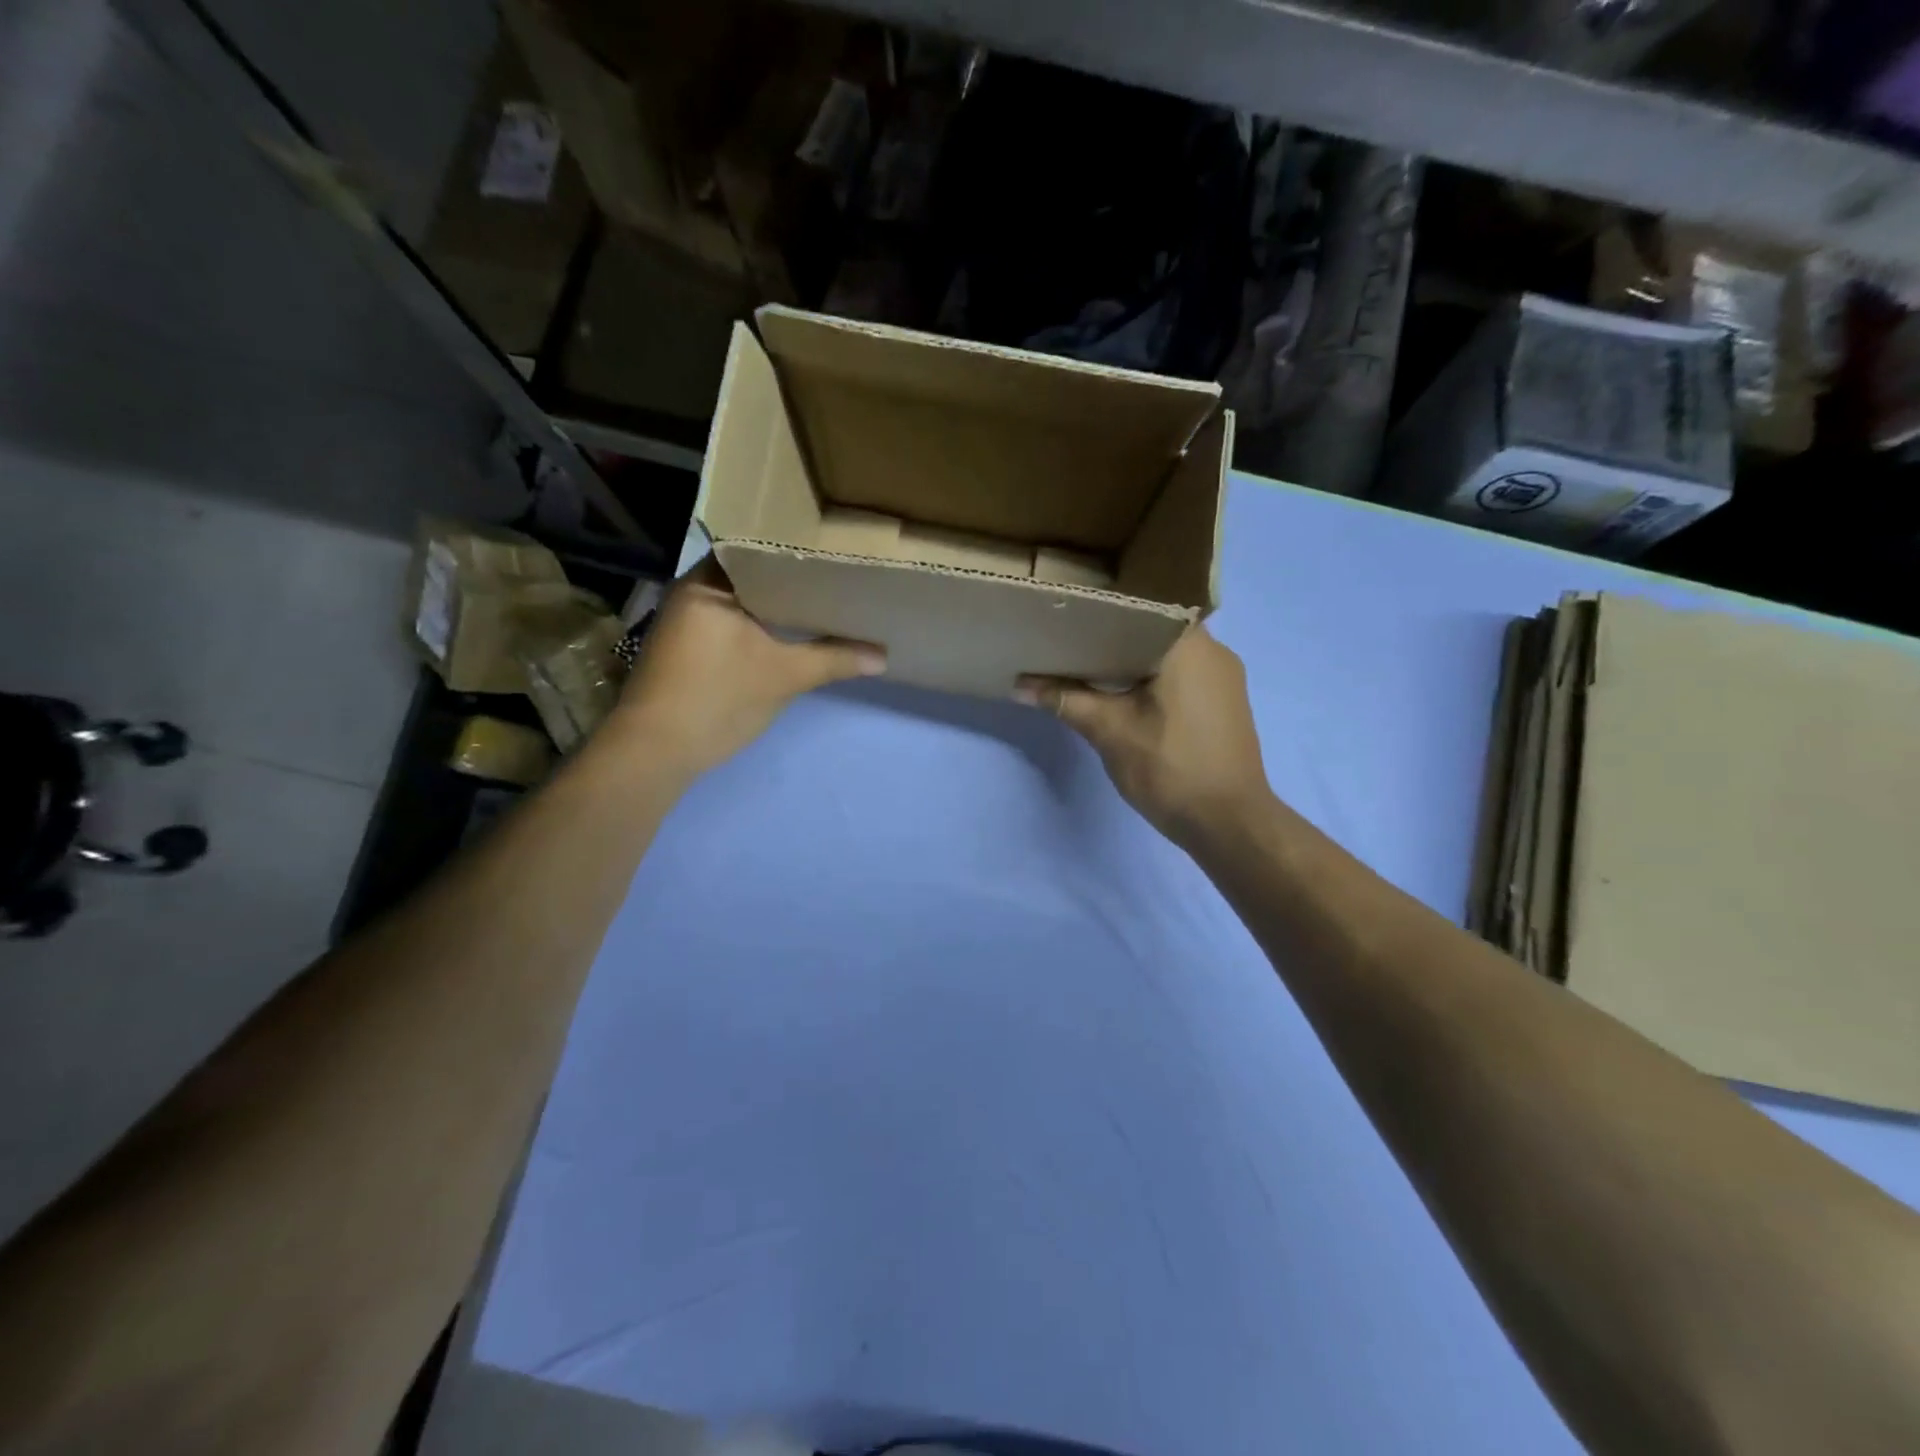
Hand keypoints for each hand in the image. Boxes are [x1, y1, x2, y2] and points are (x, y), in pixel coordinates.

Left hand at [606, 559, 884, 782]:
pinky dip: (758, 625)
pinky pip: (731, 622)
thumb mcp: (784, 677)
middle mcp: (692, 592)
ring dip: (775, 605)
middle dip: (791, 580)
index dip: (796, 551)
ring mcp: (685, 620)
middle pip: (751, 575)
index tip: (832, 552)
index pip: (758, 549)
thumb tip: (883, 655)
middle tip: (837, 576)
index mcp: (709, 583)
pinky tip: (788, 633)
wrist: (655, 751)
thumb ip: (833, 659)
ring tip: (821, 600)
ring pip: (741, 602)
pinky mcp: (686, 647)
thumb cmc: (717, 699)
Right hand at [1018, 627, 1269, 846]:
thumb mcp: (1109, 731)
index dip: (1098, 609)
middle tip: (1066, 640)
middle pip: (1150, 628)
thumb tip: (1019, 684)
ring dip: (1130, 658)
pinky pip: (1181, 673)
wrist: (1229, 823)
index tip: (1066, 614)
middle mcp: (1213, 649)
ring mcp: (1223, 676)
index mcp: (1188, 644)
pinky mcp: (1224, 700)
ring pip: (1165, 652)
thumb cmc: (1170, 768)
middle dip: (1109, 636)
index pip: (1137, 605)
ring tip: (1086, 663)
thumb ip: (1066, 700)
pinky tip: (1122, 691)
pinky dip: (1151, 676)